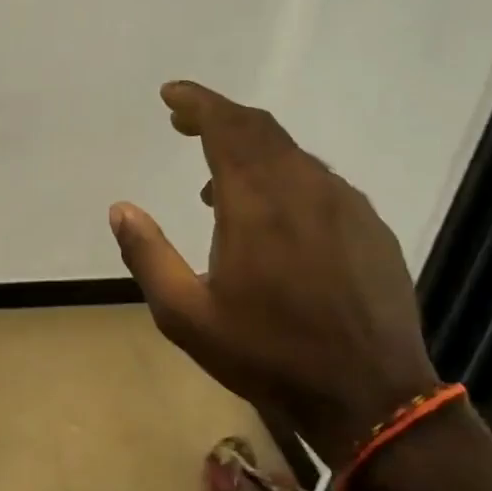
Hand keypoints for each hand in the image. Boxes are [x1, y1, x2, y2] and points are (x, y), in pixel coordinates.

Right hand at [109, 81, 438, 466]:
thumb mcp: (185, 314)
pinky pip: (319, 181)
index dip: (196, 102)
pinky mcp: (371, 227)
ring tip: (216, 182)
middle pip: (260, 129)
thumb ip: (147, 255)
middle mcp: (304, 187)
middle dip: (219, 117)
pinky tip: (272, 216)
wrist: (370, 396)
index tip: (170, 94)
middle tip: (184, 124)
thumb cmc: (267, 353)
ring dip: (250, 151)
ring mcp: (345, 205)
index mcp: (257, 201)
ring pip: (292, 154)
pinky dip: (284, 177)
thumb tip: (120, 208)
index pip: (226, 126)